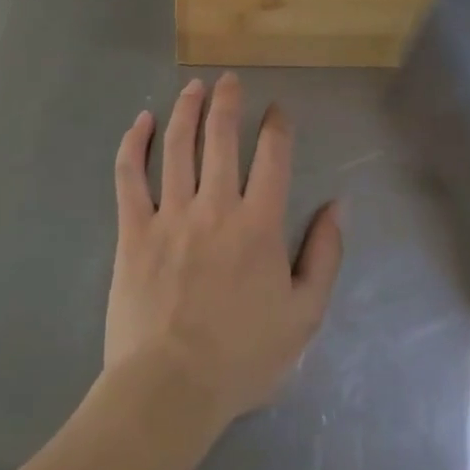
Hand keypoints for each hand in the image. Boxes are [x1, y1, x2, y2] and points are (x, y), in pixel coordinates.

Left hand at [107, 75, 341, 431]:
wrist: (170, 389)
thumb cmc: (242, 357)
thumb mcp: (304, 315)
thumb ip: (325, 255)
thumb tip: (338, 205)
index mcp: (258, 224)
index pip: (272, 156)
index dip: (277, 126)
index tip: (276, 110)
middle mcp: (215, 206)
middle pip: (221, 137)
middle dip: (228, 101)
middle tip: (229, 79)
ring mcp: (170, 214)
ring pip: (177, 145)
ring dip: (186, 109)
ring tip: (194, 86)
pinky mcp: (133, 229)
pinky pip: (130, 176)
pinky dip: (134, 144)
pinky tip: (140, 121)